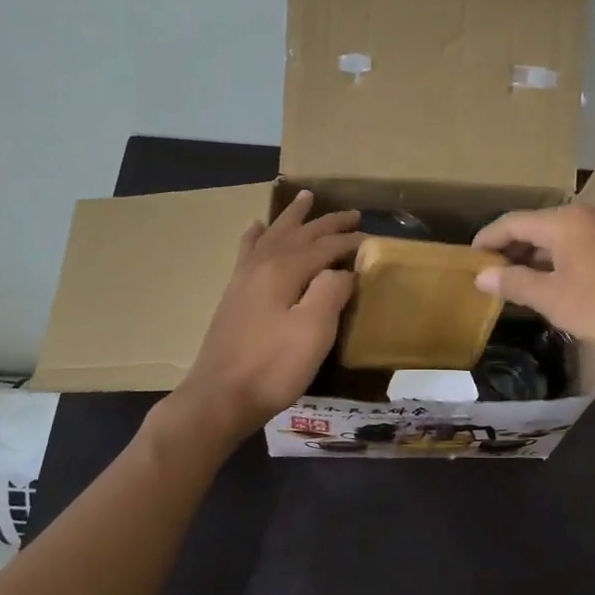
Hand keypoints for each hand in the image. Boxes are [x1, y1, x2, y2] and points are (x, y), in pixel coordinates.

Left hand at [173, 192, 361, 439]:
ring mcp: (244, 279)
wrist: (219, 398)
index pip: (325, 245)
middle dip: (327, 223)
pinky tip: (256, 228)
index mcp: (284, 270)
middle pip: (300, 234)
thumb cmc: (273, 367)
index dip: (351, 241)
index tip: (374, 239)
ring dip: (292, 217)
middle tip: (353, 213)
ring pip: (273, 236)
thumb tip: (343, 271)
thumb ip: (332, 292)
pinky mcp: (234, 296)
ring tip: (305, 197)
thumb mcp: (314, 330)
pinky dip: (256, 236)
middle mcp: (262, 265)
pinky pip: (248, 252)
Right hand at [472, 205, 594, 358]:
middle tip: (490, 274)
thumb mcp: (553, 299)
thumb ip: (514, 283)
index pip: (512, 222)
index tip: (468, 258)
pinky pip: (579, 246)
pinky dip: (559, 261)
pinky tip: (556, 284)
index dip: (487, 239)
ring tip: (517, 282)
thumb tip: (482, 275)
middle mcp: (584, 216)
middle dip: (511, 248)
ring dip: (535, 257)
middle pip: (536, 226)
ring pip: (559, 238)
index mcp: (563, 222)